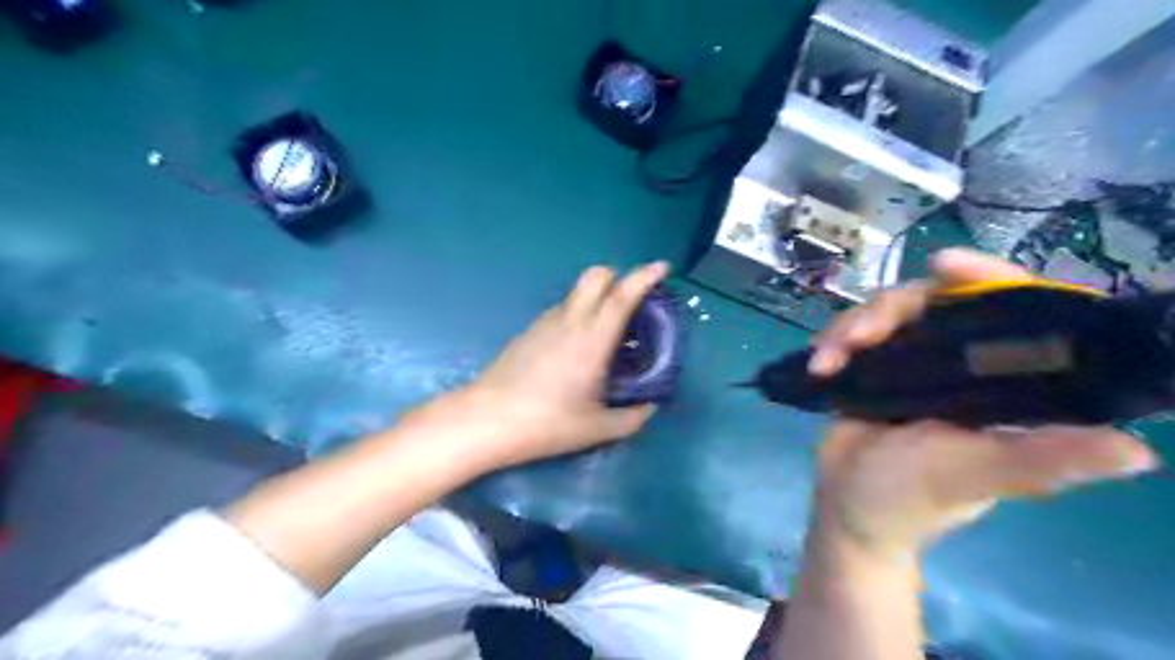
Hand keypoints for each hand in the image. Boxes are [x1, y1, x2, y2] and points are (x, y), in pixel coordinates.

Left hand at [451, 262, 668, 468]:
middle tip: (634, 301)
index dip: (645, 276)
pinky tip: (578, 347)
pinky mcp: (529, 331)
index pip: (622, 295)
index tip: (662, 267)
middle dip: (619, 277)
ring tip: (608, 331)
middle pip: (596, 275)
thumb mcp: (596, 428)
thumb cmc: (545, 423)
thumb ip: (631, 418)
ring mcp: (545, 322)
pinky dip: (579, 313)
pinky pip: (562, 309)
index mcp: (592, 339)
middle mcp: (570, 320)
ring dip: (598, 297)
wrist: (486, 420)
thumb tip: (649, 408)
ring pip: (577, 292)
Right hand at [809, 251, 1153, 564]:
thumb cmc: (912, 498)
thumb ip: (1036, 460)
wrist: (846, 507)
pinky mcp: (869, 367)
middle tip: (857, 336)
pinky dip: (832, 341)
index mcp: (999, 382)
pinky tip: (817, 363)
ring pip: (885, 313)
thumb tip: (1137, 452)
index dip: (983, 277)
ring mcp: (909, 361)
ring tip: (826, 361)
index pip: (1007, 310)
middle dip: (889, 309)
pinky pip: (852, 333)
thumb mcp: (972, 476)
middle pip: (931, 301)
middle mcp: (958, 362)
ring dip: (850, 327)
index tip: (942, 264)